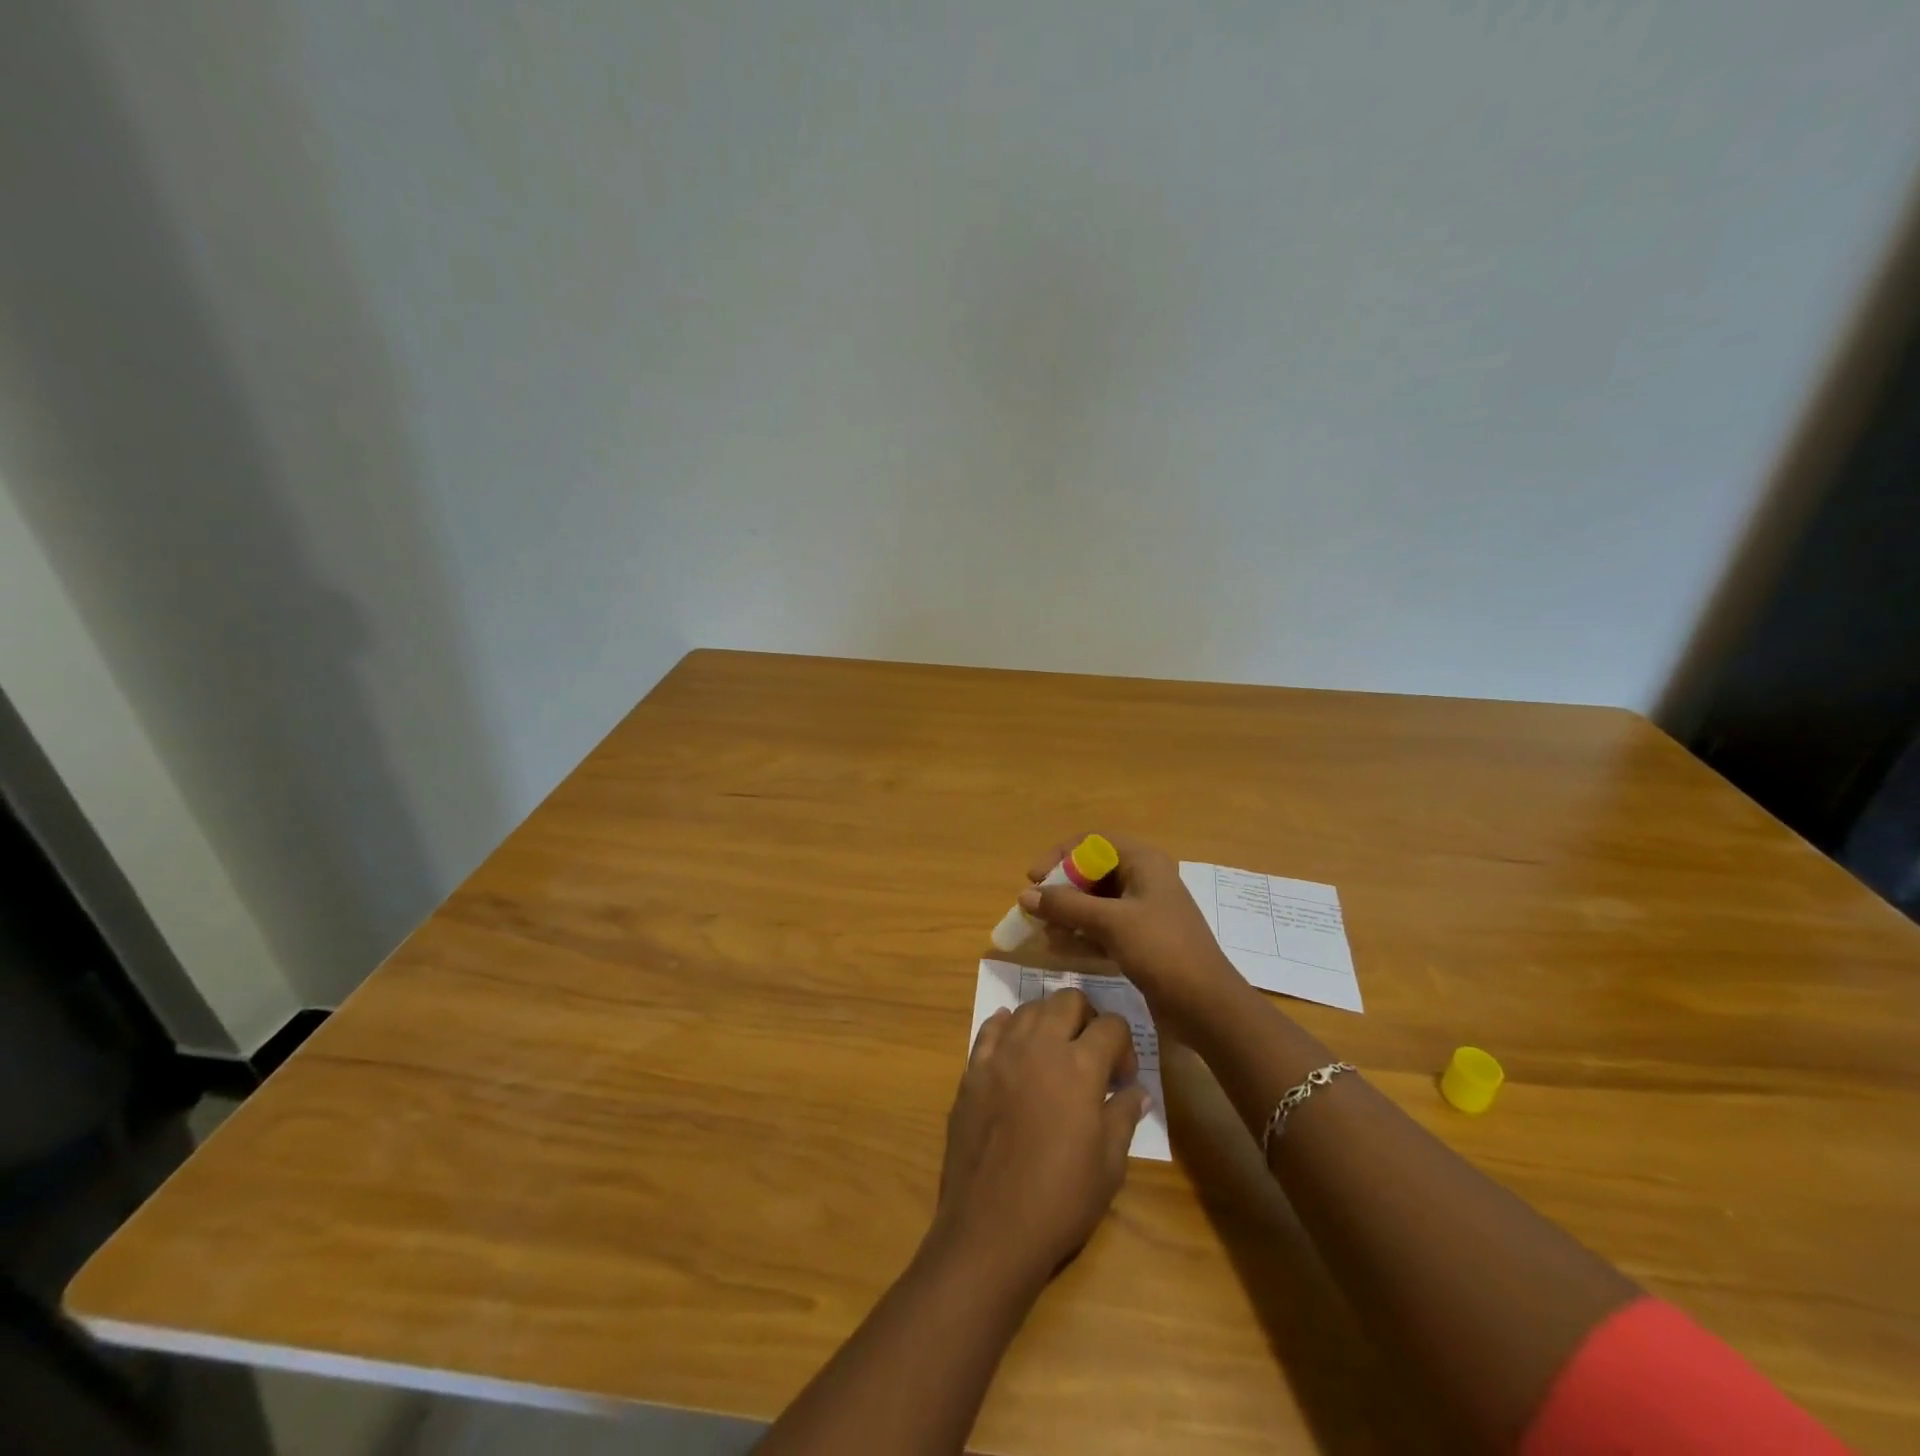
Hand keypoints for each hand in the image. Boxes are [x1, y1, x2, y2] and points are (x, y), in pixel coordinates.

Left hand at [930, 989, 1147, 1292]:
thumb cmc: (1060, 1200)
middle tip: (1091, 1054)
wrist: (991, 1227)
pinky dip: (1008, 1027)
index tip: (1122, 1079)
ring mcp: (1001, 1054)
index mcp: (1079, 1066)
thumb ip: (1124, 1116)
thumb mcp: (1109, 1165)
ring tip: (1055, 1053)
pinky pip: (991, 1029)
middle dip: (1087, 1018)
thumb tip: (1137, 1091)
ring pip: (1029, 1008)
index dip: (1124, 1047)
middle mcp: (1039, 1046)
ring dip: (1049, 1021)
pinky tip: (1015, 1046)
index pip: (1111, 1025)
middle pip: (1068, 1000)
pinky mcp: (973, 1069)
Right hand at [1019, 834, 1246, 1028]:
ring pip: (1095, 903)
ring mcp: (1143, 913)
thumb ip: (1065, 905)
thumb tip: (1025, 895)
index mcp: (1144, 862)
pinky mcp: (1140, 942)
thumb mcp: (1111, 922)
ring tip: (1041, 931)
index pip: (1093, 843)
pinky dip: (1080, 935)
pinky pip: (1102, 929)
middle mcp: (1143, 881)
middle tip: (1034, 909)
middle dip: (1061, 889)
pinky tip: (1057, 948)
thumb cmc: (1162, 950)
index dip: (1060, 855)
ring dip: (1067, 914)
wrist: (1207, 1007)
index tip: (1034, 878)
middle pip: (1092, 873)